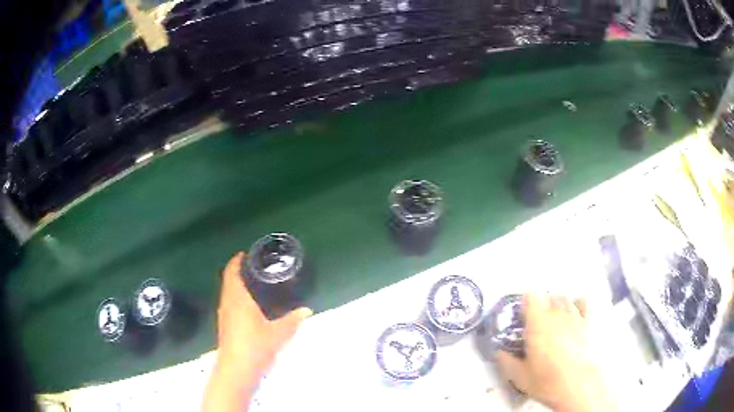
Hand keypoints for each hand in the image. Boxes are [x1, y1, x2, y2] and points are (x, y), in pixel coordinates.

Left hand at [203, 252, 311, 411]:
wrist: (237, 369)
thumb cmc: (255, 346)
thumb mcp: (279, 333)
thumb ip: (293, 320)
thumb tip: (307, 310)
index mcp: (238, 299)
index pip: (231, 273)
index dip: (235, 261)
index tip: (243, 254)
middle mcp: (227, 304)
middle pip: (228, 281)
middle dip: (236, 272)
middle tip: (253, 268)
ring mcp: (224, 316)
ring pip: (227, 294)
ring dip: (235, 286)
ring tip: (252, 284)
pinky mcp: (225, 327)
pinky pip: (228, 305)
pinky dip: (235, 299)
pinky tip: (248, 308)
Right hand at [495, 294, 615, 411]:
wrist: (575, 383)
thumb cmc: (544, 379)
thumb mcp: (517, 375)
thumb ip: (506, 361)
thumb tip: (499, 352)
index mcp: (536, 322)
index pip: (530, 296)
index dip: (524, 303)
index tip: (521, 316)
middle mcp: (556, 313)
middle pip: (548, 296)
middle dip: (541, 305)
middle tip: (536, 321)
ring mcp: (574, 315)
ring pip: (564, 299)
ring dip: (557, 305)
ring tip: (553, 319)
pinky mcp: (587, 322)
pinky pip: (582, 303)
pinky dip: (577, 304)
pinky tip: (573, 314)